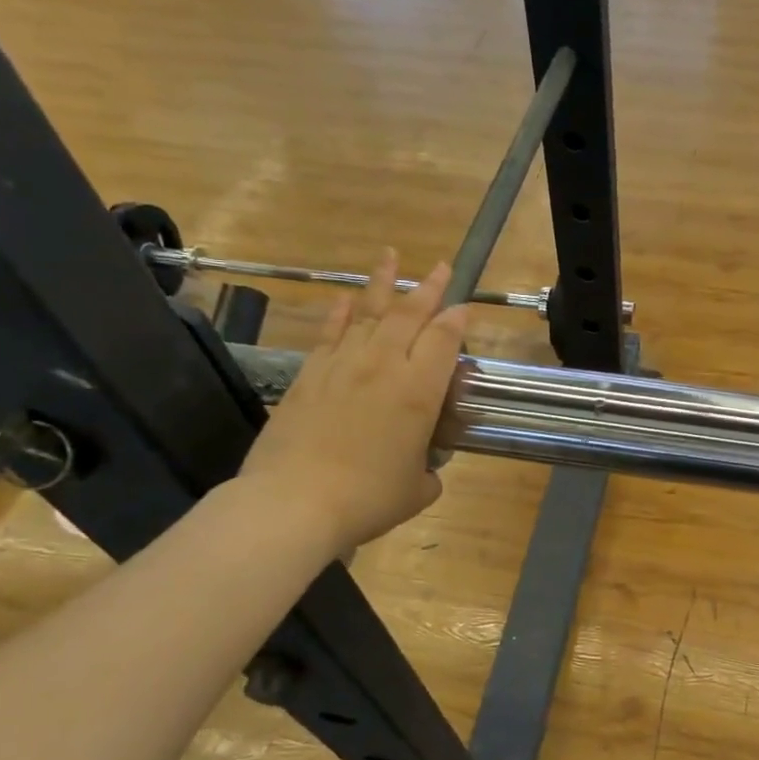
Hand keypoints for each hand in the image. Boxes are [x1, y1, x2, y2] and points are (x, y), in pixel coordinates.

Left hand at [237, 251, 468, 559]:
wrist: (294, 503)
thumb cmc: (368, 499)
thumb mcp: (419, 489)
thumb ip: (429, 469)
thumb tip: (426, 466)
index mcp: (419, 392)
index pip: (444, 340)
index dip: (457, 321)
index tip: (464, 308)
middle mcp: (383, 367)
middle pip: (409, 315)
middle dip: (428, 288)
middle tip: (440, 266)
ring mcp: (342, 366)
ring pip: (367, 313)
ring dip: (381, 284)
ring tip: (390, 257)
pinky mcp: (308, 376)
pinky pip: (329, 333)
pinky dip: (339, 313)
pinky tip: (344, 299)